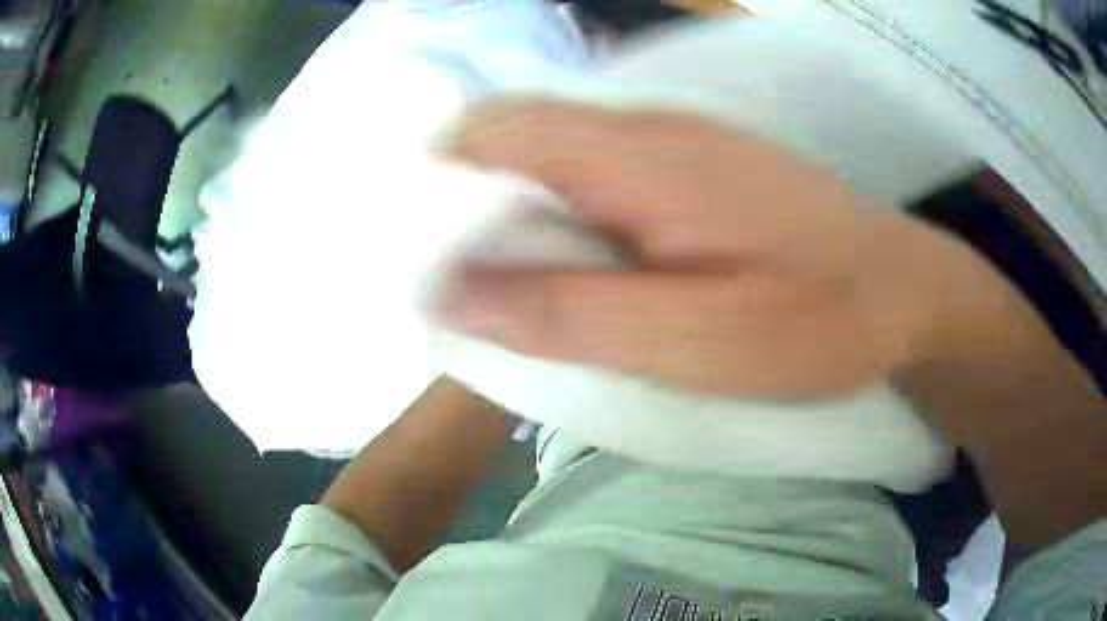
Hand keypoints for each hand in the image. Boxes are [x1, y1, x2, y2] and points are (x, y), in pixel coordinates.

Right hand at [437, 99, 969, 396]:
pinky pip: (607, 175)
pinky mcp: (706, 170)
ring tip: (509, 280)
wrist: (904, 296)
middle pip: (524, 138)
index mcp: (634, 156)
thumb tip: (449, 291)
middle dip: (474, 199)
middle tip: (456, 275)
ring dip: (524, 210)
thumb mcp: (683, 340)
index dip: (441, 171)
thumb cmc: (811, 322)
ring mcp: (682, 145)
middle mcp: (649, 130)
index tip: (416, 236)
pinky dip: (573, 214)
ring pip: (564, 157)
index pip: (497, 128)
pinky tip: (585, 264)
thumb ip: (561, 312)